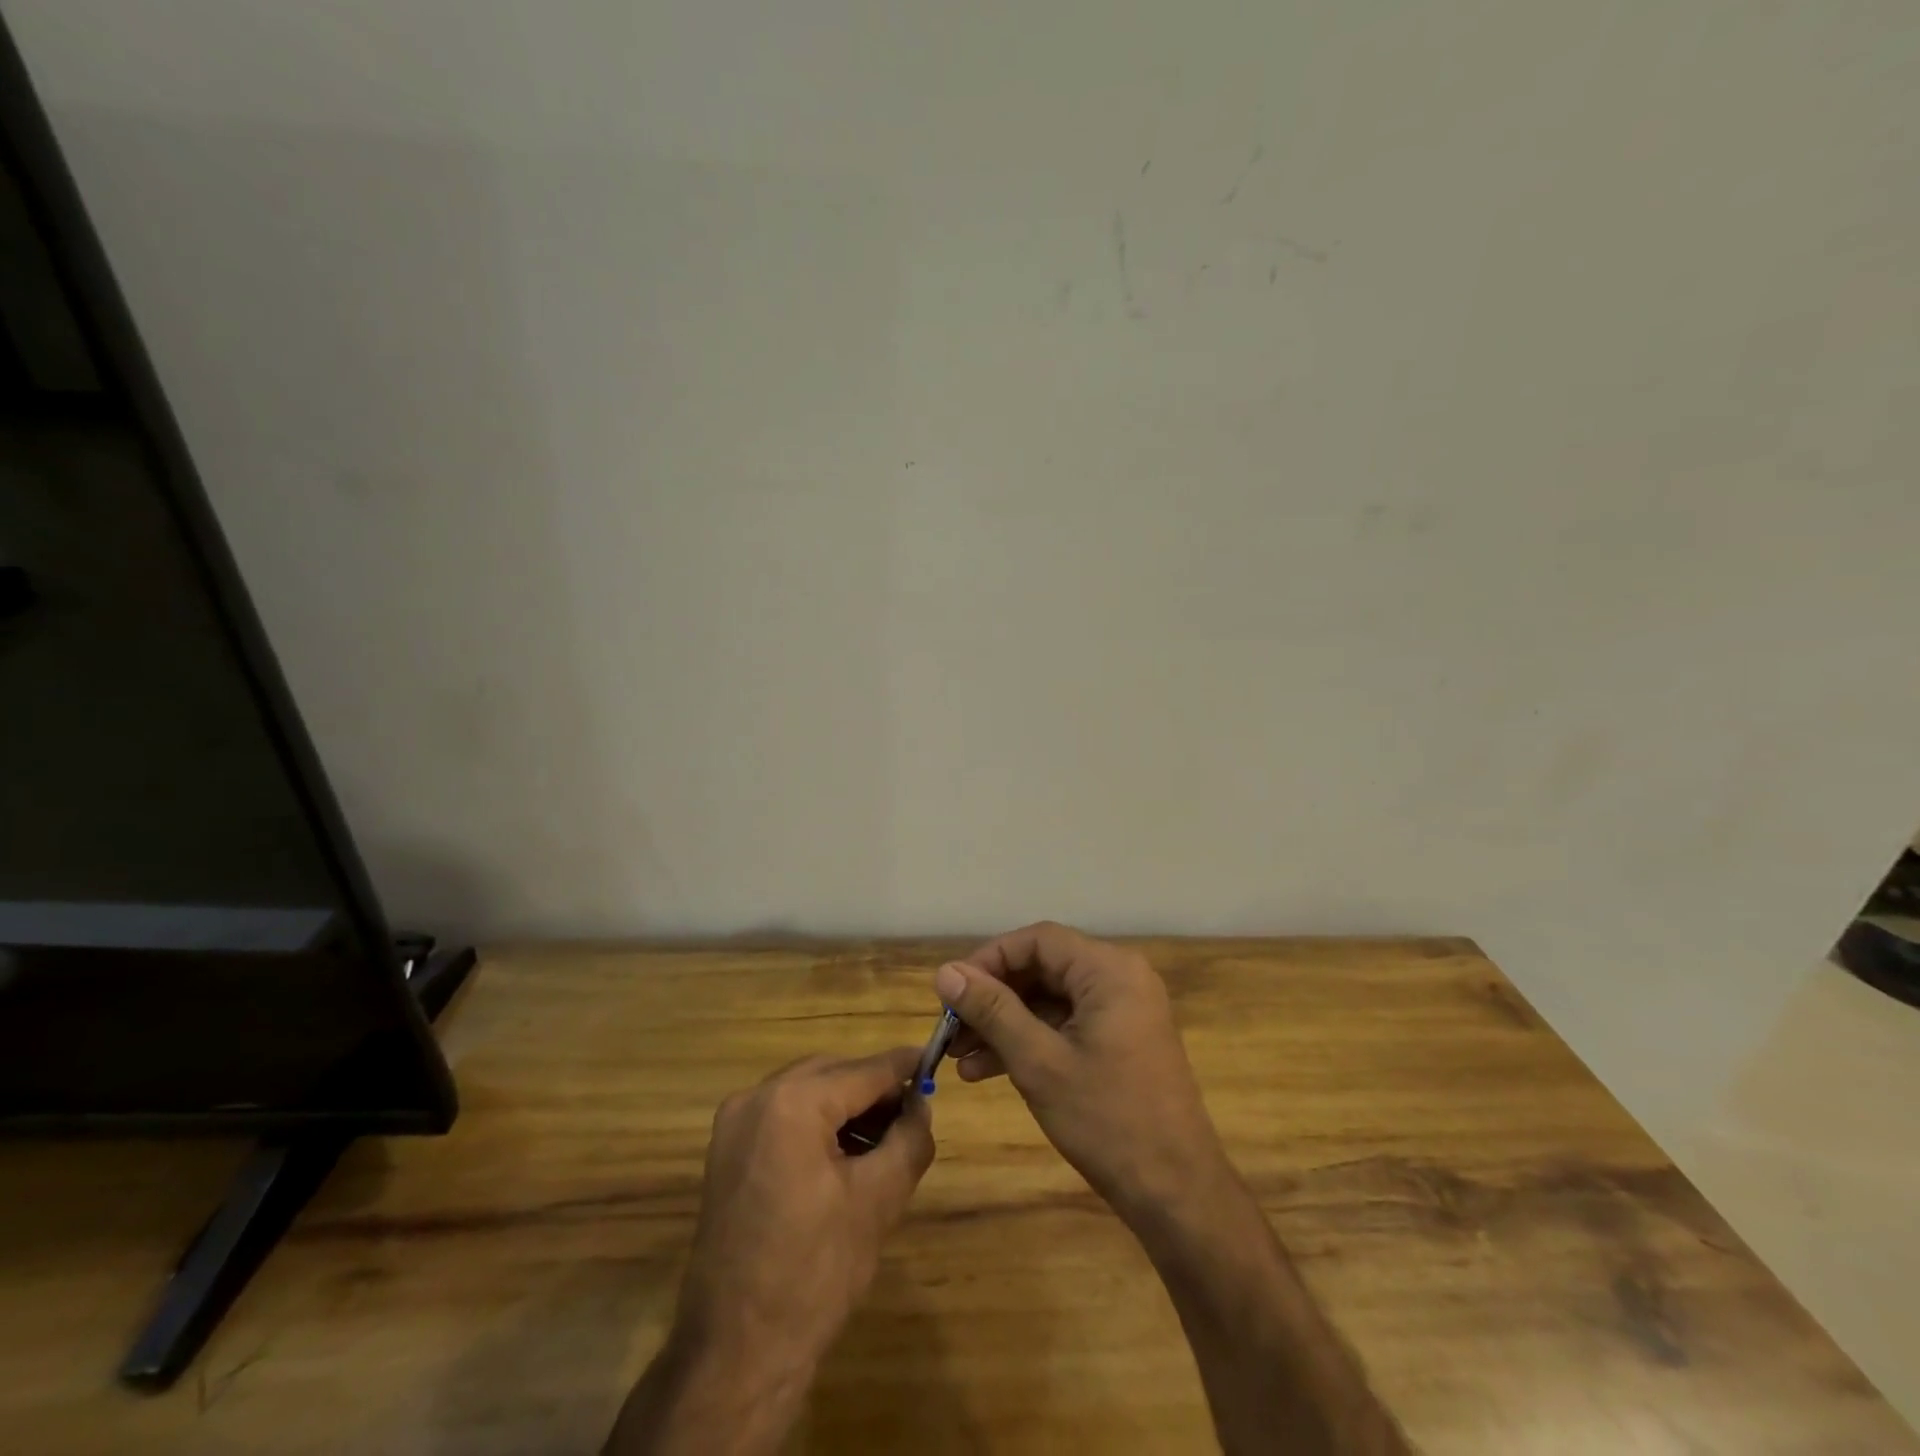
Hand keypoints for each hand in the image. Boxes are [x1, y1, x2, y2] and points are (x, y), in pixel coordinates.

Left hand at [606, 1049, 933, 1454]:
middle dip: (874, 1089)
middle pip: (832, 1074)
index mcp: (793, 1102)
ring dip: (847, 1106)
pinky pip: (783, 1116)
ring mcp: (734, 1124)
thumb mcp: (879, 1200)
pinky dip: (817, 1123)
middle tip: (912, 1112)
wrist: (738, 1353)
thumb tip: (921, 1103)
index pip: (863, 1071)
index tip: (934, 1060)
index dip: (904, 1065)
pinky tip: (846, 1153)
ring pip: (807, 1092)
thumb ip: (909, 1138)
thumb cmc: (816, 1272)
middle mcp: (756, 1097)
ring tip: (885, 1138)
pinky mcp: (726, 1151)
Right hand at [936, 923, 1231, 1224]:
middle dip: (993, 998)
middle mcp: (1119, 978)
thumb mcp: (1039, 1063)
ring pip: (1050, 1000)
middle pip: (1043, 968)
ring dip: (1005, 1025)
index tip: (951, 991)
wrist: (1177, 1194)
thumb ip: (992, 1011)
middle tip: (950, 1029)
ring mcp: (1122, 1011)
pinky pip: (1065, 1025)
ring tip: (958, 1059)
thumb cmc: (1108, 1121)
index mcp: (1109, 970)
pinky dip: (1030, 1041)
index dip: (989, 959)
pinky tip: (987, 1070)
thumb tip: (945, 972)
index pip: (1038, 941)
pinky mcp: (1120, 1040)